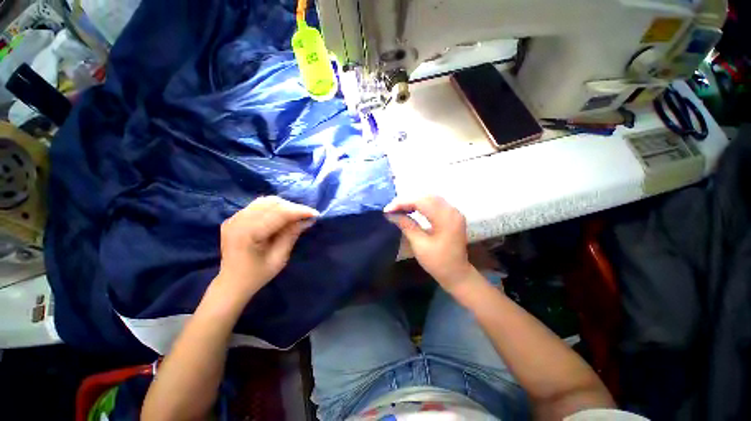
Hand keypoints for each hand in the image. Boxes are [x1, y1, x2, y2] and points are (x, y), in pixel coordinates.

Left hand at [216, 196, 318, 298]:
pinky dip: (274, 208)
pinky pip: (258, 205)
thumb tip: (308, 220)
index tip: (316, 214)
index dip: (299, 211)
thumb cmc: (257, 275)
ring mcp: (234, 217)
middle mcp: (238, 221)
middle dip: (293, 207)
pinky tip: (282, 216)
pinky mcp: (234, 218)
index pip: (278, 213)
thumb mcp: (279, 258)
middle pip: (271, 203)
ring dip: (284, 206)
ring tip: (296, 215)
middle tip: (307, 216)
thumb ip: (291, 235)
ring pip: (265, 201)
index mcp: (248, 233)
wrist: (231, 283)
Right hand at [384, 196, 473, 292]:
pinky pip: (435, 203)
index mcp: (445, 218)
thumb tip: (390, 214)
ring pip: (430, 198)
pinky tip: (412, 209)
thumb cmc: (438, 262)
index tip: (387, 210)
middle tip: (392, 209)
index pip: (421, 201)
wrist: (456, 274)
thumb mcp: (419, 244)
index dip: (402, 203)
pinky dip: (422, 204)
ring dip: (414, 201)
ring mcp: (454, 212)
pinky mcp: (452, 215)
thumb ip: (406, 225)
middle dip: (407, 200)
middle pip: (426, 197)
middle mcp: (452, 210)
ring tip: (399, 209)